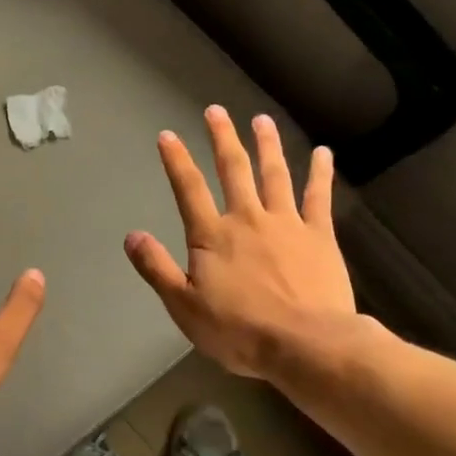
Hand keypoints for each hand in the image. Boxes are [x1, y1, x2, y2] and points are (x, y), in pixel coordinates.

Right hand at [124, 107, 358, 380]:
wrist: (305, 344)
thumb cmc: (239, 331)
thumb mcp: (183, 306)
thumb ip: (157, 268)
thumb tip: (132, 235)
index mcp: (212, 236)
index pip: (188, 189)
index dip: (176, 160)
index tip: (167, 135)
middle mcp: (247, 218)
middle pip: (233, 169)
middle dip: (222, 138)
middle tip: (216, 111)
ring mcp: (286, 223)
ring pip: (274, 174)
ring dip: (267, 145)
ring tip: (261, 120)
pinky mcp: (319, 235)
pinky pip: (318, 196)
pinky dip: (320, 172)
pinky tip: (323, 153)